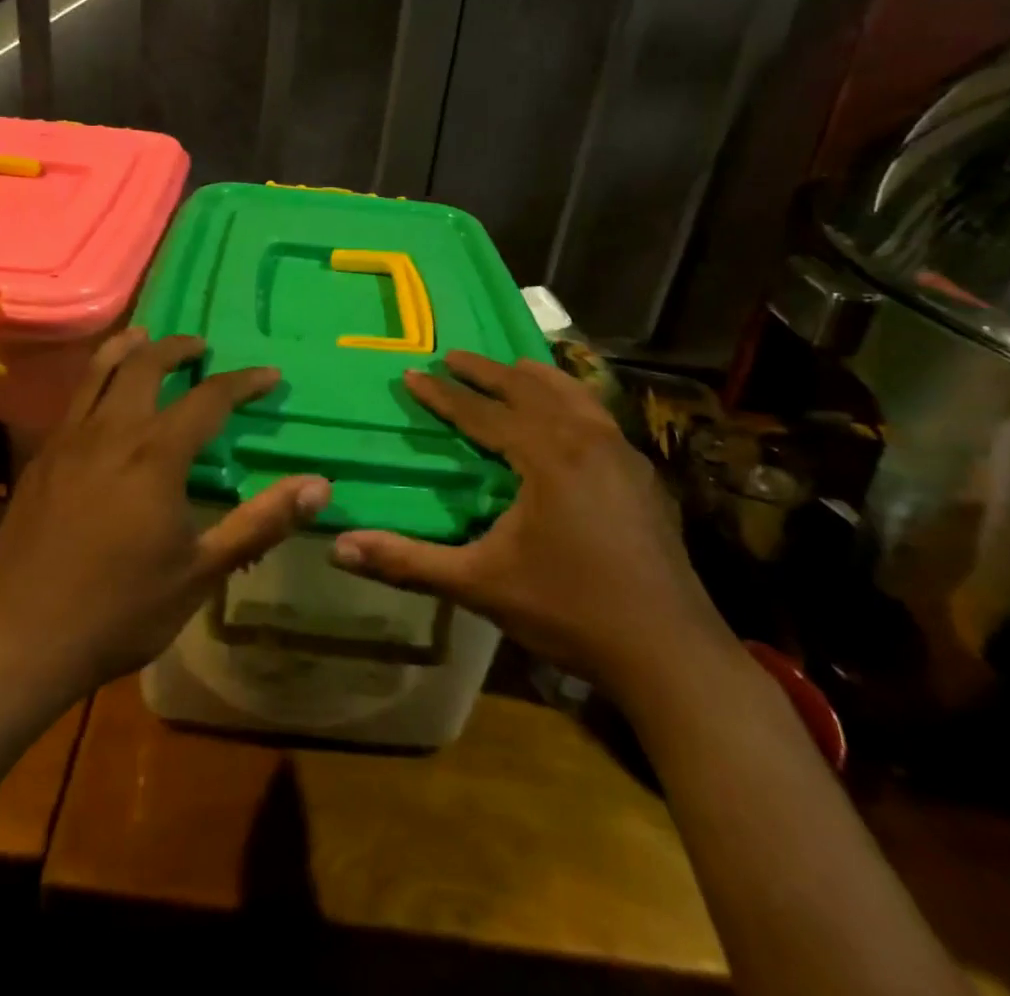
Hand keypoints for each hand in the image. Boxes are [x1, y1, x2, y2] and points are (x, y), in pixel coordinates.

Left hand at [0, 327, 329, 702]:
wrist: (24, 639)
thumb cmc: (122, 609)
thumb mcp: (202, 571)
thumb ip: (260, 522)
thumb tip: (320, 485)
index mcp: (155, 456)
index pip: (209, 398)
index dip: (243, 382)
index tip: (269, 376)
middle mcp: (111, 433)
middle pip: (145, 365)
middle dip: (178, 348)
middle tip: (200, 347)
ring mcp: (68, 441)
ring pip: (99, 371)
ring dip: (128, 348)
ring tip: (145, 337)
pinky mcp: (41, 459)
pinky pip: (73, 400)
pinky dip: (95, 379)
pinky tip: (102, 396)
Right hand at [331, 350, 731, 700]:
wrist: (670, 653)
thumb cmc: (569, 611)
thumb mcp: (480, 585)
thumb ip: (408, 562)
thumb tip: (339, 549)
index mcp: (546, 455)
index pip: (481, 413)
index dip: (442, 395)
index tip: (412, 373)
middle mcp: (586, 439)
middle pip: (528, 389)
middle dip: (486, 371)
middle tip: (452, 356)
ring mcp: (622, 454)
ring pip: (572, 395)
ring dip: (535, 378)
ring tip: (510, 368)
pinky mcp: (643, 476)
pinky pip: (598, 416)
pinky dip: (571, 400)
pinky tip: (569, 417)